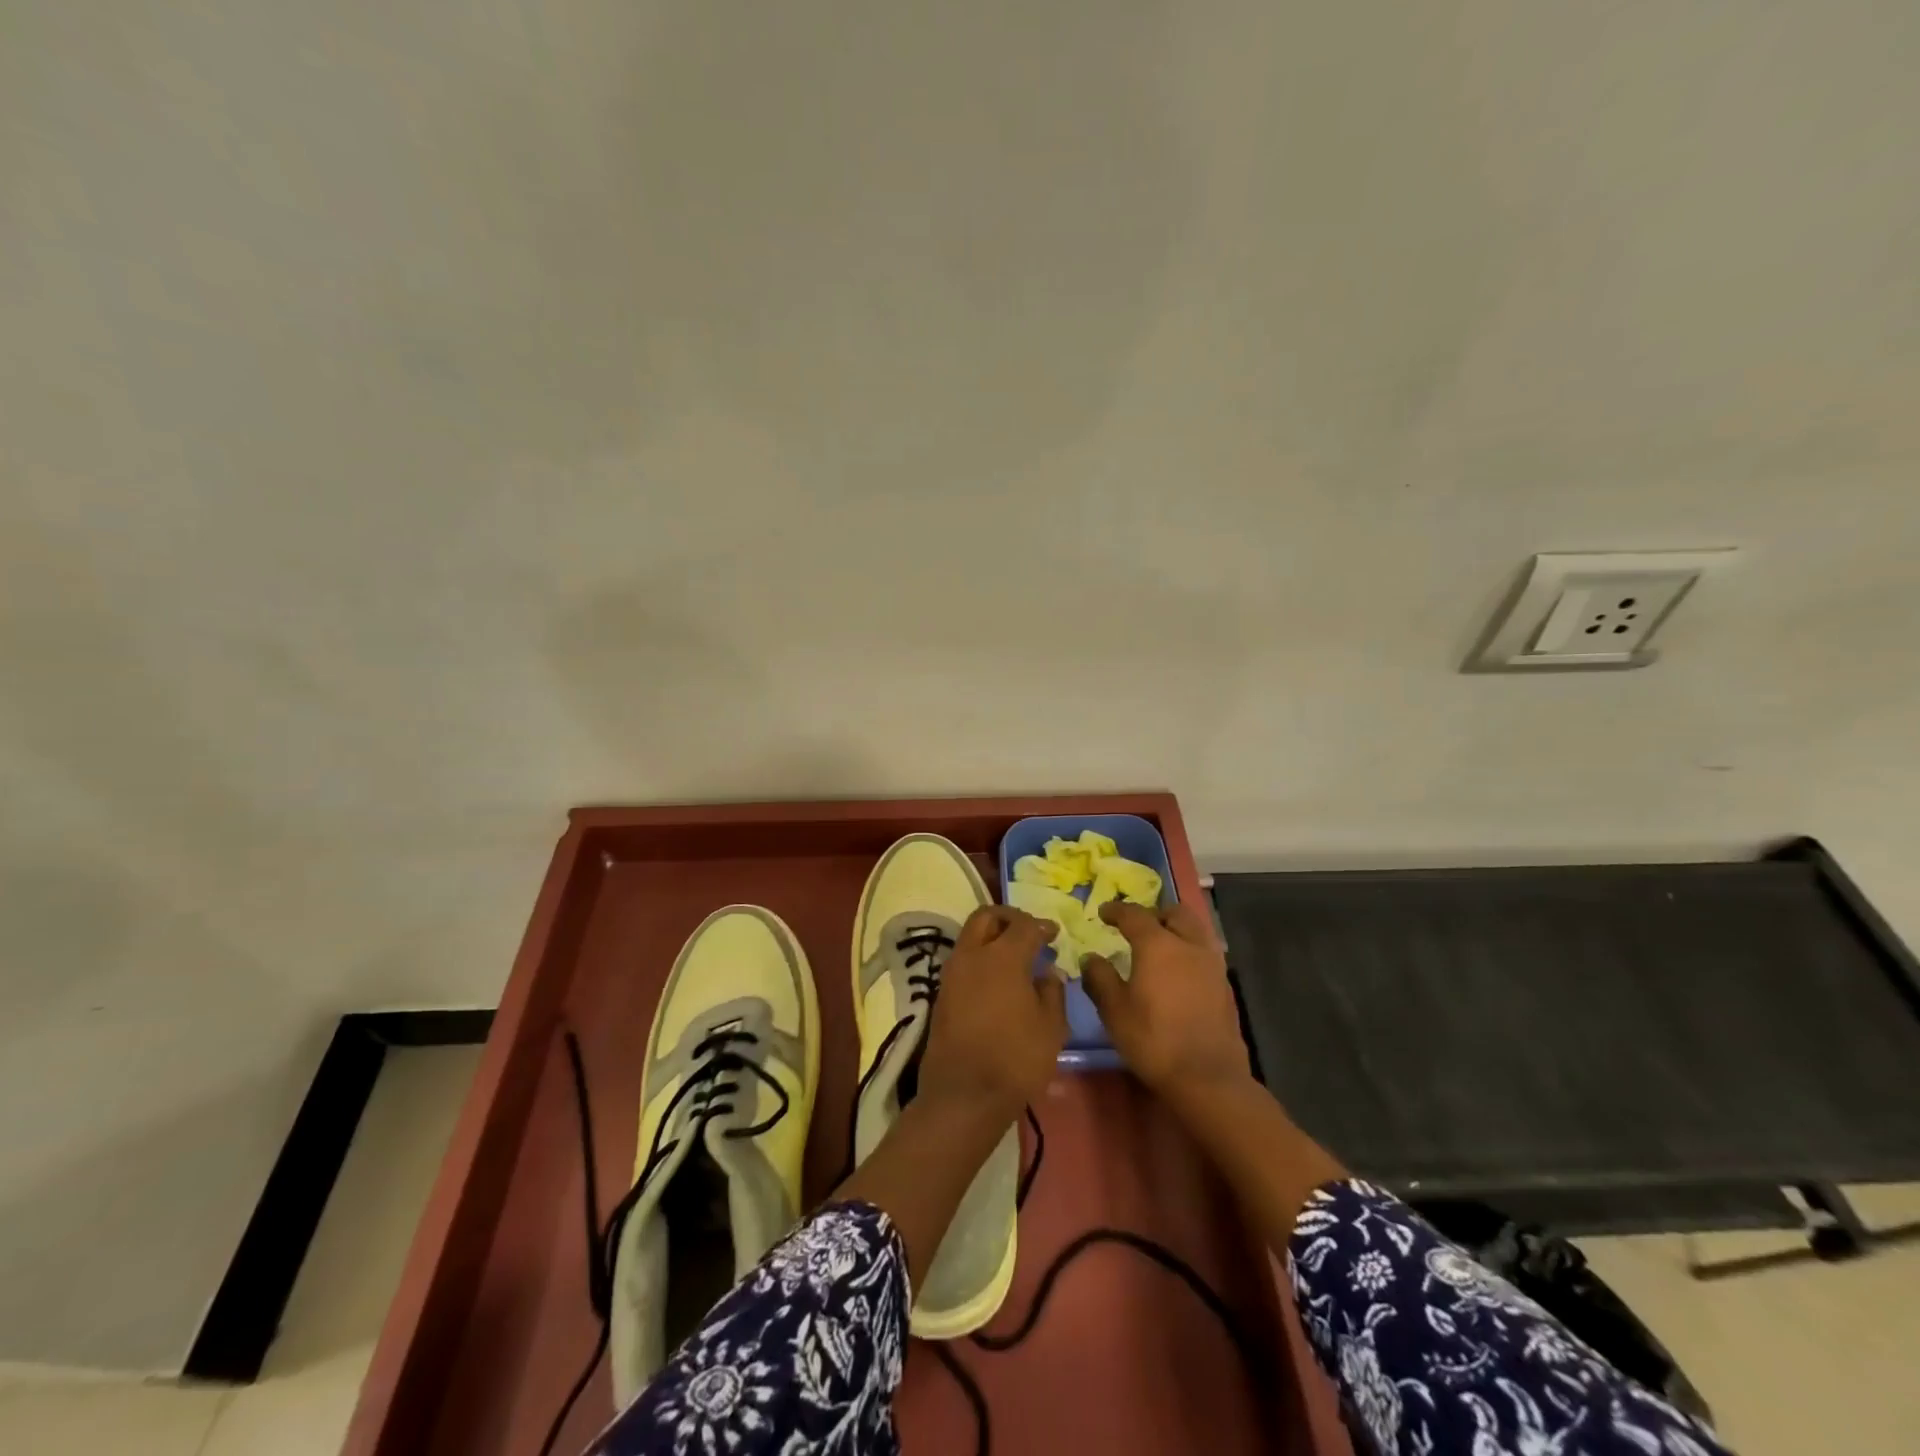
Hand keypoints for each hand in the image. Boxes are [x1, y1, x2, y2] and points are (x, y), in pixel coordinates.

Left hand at [917, 906, 1067, 1120]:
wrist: (964, 1095)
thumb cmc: (1015, 1059)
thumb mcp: (1051, 1027)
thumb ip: (1052, 991)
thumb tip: (1047, 972)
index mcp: (1002, 957)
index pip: (1023, 926)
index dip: (1041, 926)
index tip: (1053, 933)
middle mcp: (972, 955)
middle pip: (986, 917)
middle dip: (1008, 918)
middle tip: (1028, 932)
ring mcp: (951, 973)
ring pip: (970, 936)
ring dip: (991, 937)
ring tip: (1015, 957)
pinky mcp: (941, 993)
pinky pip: (963, 960)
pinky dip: (980, 958)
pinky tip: (998, 980)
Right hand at [1079, 901, 1250, 1102]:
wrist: (1208, 1077)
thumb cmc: (1154, 1039)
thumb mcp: (1114, 1010)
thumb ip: (1099, 978)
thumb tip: (1090, 958)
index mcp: (1158, 944)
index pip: (1134, 914)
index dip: (1116, 911)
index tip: (1103, 913)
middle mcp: (1188, 945)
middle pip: (1174, 913)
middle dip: (1154, 914)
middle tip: (1137, 928)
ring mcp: (1212, 964)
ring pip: (1195, 930)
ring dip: (1176, 930)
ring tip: (1160, 948)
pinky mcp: (1225, 986)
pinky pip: (1204, 953)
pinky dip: (1189, 951)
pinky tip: (1178, 973)